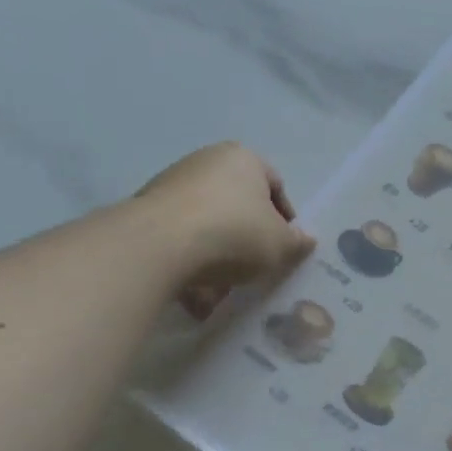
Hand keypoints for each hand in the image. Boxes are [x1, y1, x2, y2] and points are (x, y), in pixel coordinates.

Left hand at [133, 143, 315, 315]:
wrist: (159, 245)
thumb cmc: (235, 233)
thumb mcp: (281, 244)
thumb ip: (297, 242)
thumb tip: (306, 239)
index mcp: (243, 158)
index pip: (275, 186)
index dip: (285, 218)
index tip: (284, 246)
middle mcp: (206, 161)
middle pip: (239, 205)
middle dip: (248, 238)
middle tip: (256, 266)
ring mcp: (171, 184)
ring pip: (208, 224)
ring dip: (219, 255)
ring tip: (223, 289)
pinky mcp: (145, 210)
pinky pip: (180, 238)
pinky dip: (190, 261)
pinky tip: (195, 291)